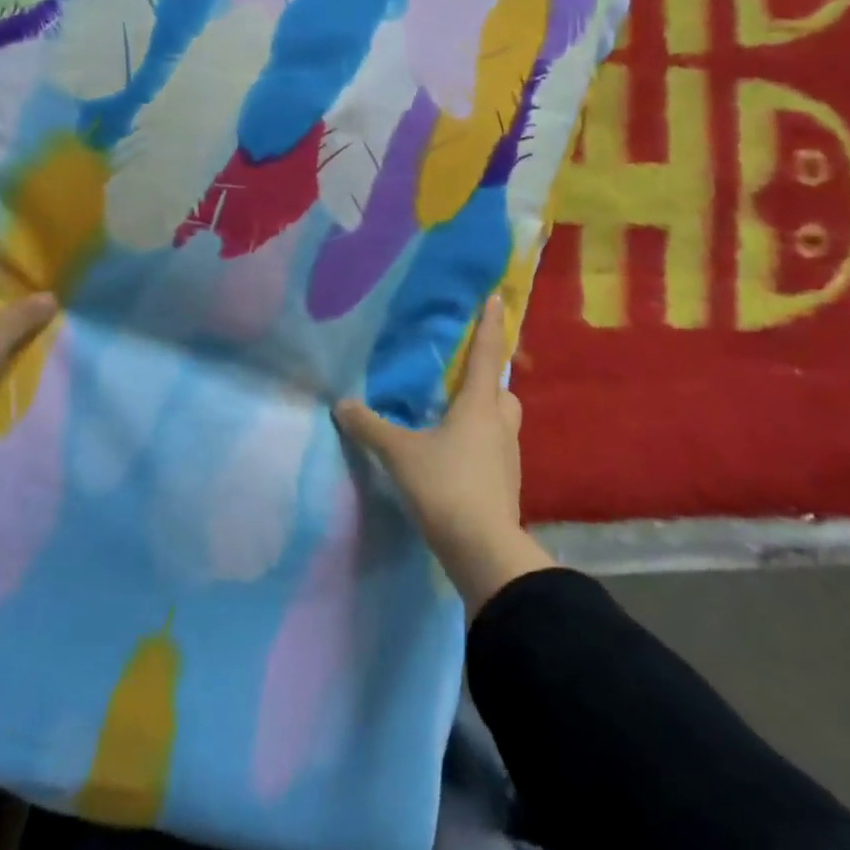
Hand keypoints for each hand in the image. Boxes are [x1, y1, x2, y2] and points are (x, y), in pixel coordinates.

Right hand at [334, 296, 553, 614]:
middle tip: (464, 377)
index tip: (497, 298)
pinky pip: (495, 450)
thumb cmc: (445, 487)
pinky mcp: (506, 486)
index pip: (487, 355)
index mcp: (480, 406)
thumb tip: (341, 403)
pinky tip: (456, 456)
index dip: (491, 325)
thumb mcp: (399, 453)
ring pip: (501, 423)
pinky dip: (480, 444)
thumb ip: (369, 427)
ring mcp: (508, 458)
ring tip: (454, 418)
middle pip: (503, 392)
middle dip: (489, 380)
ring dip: (485, 414)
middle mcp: (500, 427)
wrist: (484, 552)